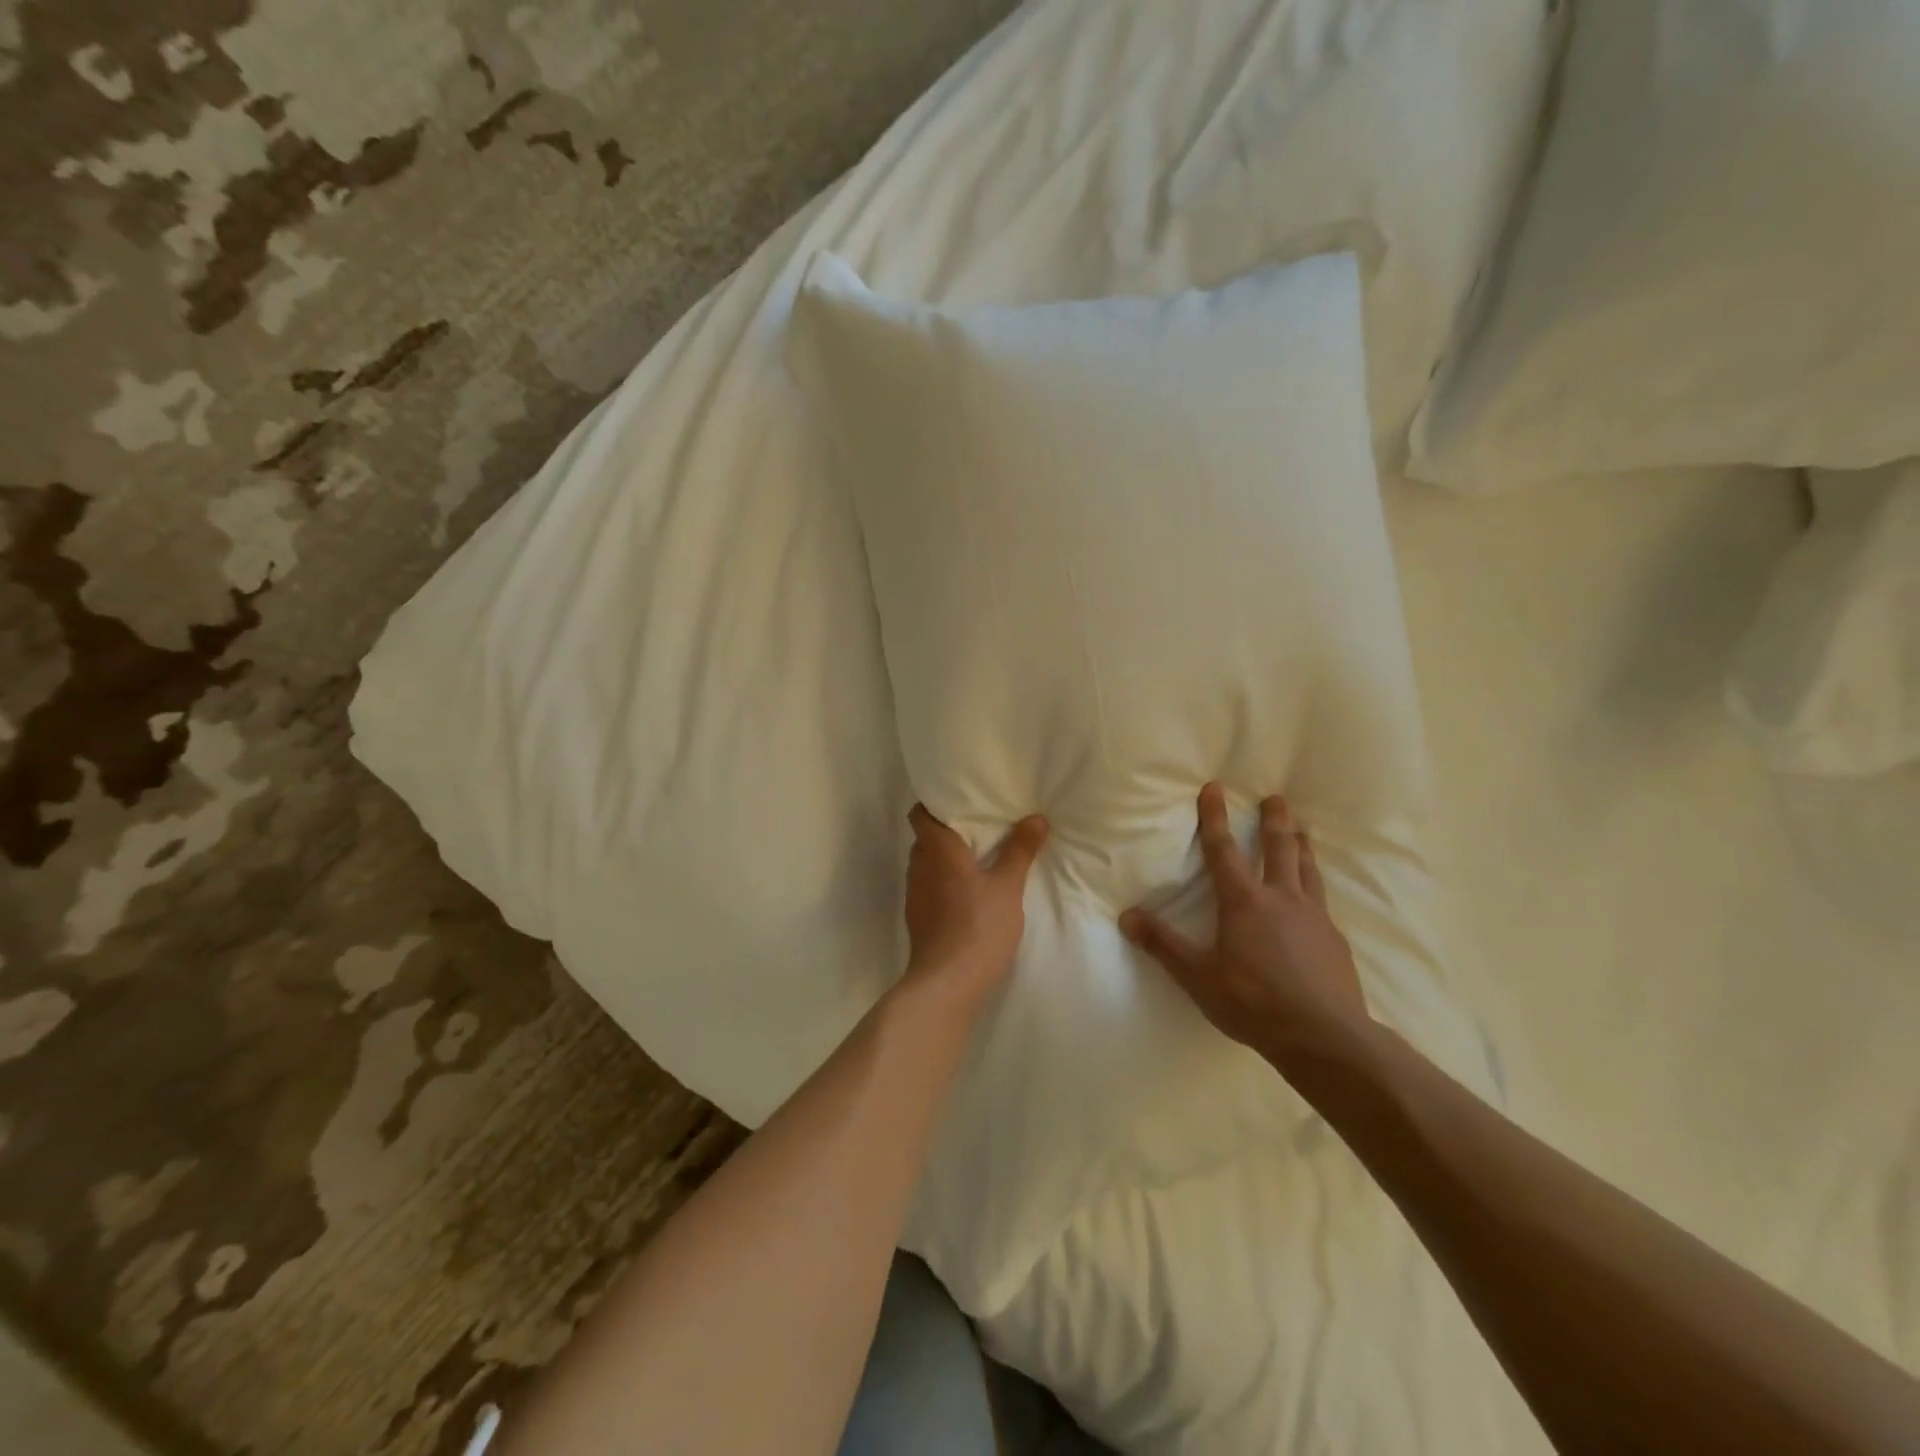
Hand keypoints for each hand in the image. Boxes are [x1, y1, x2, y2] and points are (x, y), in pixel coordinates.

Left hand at [903, 805, 1048, 1001]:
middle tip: (979, 827)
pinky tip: (968, 893)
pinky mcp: (917, 918)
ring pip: (928, 864)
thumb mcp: (1008, 886)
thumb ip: (1020, 850)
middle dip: (948, 831)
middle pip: (926, 838)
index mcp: (936, 849)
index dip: (934, 804)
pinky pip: (929, 887)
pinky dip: (945, 882)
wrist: (947, 983)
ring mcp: (914, 894)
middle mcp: (919, 866)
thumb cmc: (978, 926)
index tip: (960, 800)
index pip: (920, 814)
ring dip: (947, 859)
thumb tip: (1035, 817)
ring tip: (978, 858)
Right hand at [1121, 784, 1368, 1063]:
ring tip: (1301, 831)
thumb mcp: (1199, 978)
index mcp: (1244, 903)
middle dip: (1274, 820)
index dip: (1215, 818)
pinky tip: (1316, 897)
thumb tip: (1126, 916)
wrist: (1325, 1037)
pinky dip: (1315, 884)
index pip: (1224, 851)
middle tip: (1275, 798)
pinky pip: (1323, 900)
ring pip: (1307, 869)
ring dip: (1302, 845)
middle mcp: (1281, 899)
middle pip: (1279, 848)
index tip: (1214, 788)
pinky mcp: (1335, 938)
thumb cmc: (1254, 1003)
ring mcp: (1314, 916)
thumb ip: (1164, 945)